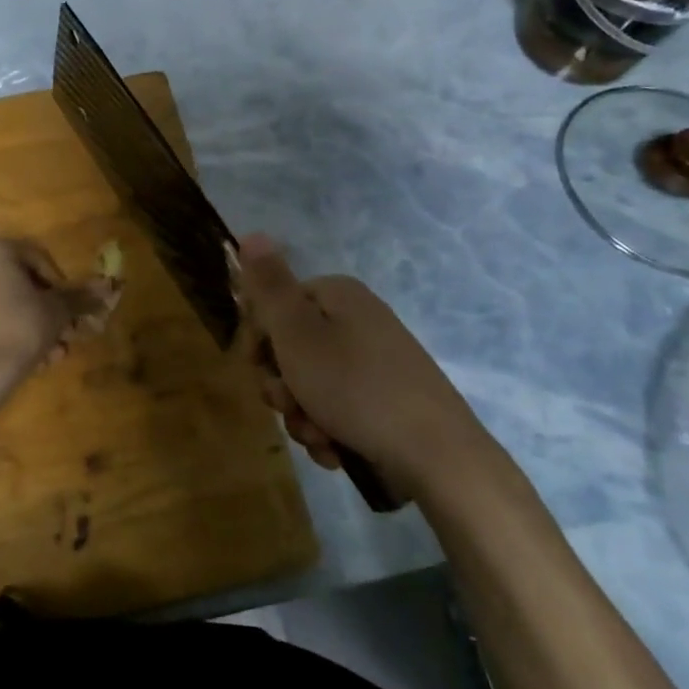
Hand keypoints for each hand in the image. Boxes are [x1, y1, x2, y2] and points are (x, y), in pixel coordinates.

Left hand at [0, 238, 112, 378]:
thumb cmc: (17, 331)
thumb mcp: (56, 312)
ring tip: (53, 356)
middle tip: (67, 336)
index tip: (72, 312)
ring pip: (8, 303)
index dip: (62, 286)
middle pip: (23, 283)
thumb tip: (107, 288)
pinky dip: (11, 332)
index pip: (41, 259)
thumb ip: (80, 297)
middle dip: (49, 312)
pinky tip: (31, 360)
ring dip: (35, 327)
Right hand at [236, 233, 496, 499]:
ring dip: (302, 415)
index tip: (257, 367)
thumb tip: (252, 233)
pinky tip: (336, 450)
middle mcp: (358, 321)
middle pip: (291, 349)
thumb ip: (269, 286)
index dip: (258, 339)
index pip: (275, 306)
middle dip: (282, 386)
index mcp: (338, 296)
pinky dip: (329, 430)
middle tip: (290, 405)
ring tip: (319, 436)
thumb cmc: (355, 387)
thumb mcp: (297, 333)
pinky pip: (338, 410)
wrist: (436, 455)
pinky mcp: (385, 400)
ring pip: (310, 386)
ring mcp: (374, 362)